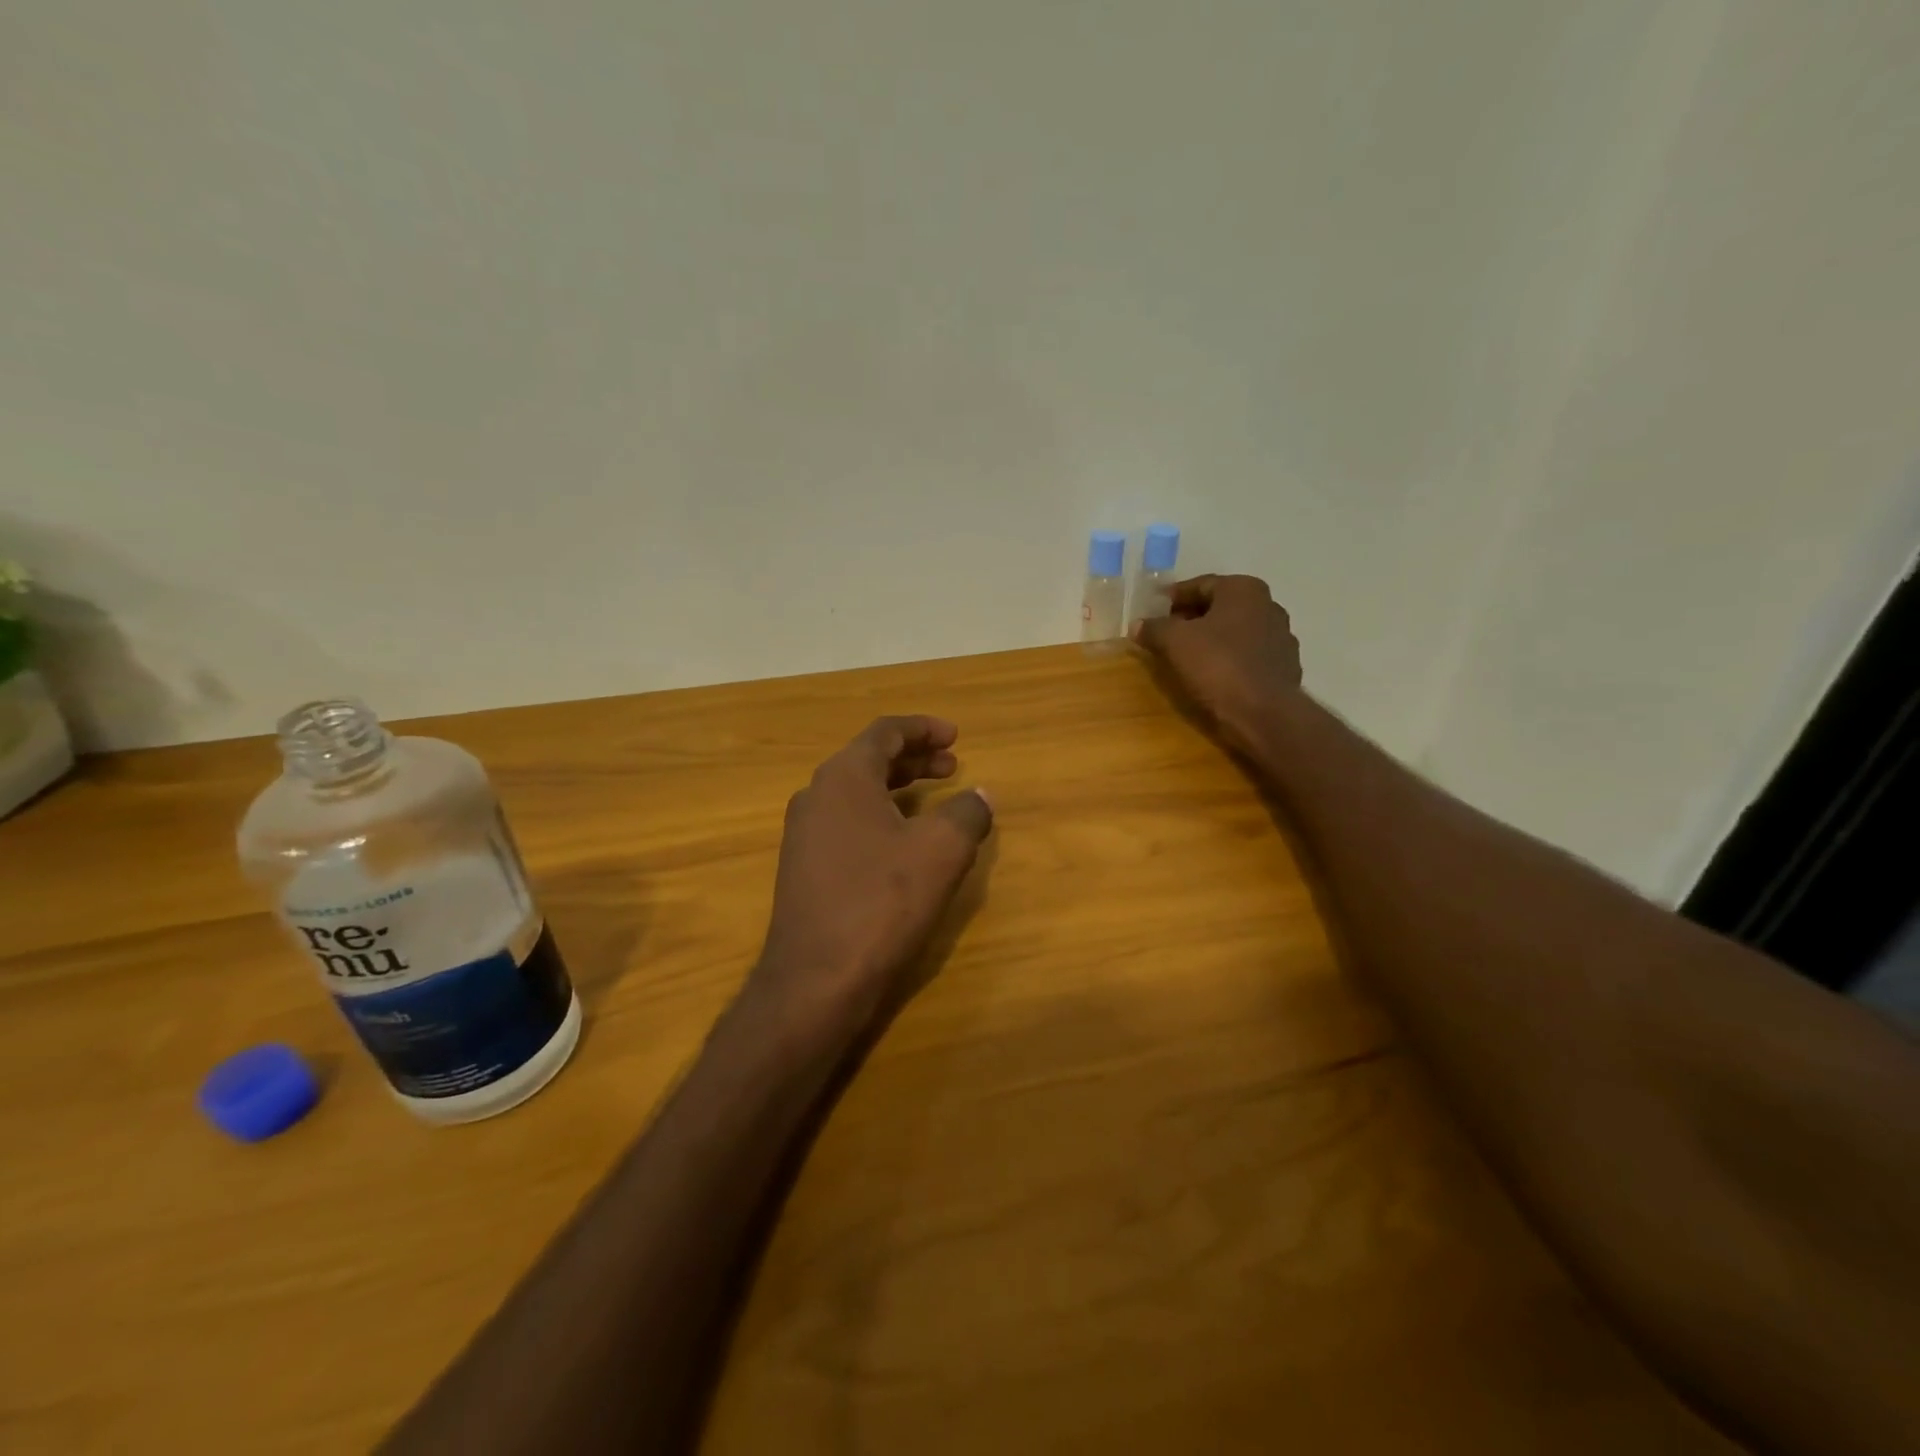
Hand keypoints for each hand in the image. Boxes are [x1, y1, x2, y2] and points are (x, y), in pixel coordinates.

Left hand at [751, 716, 993, 1029]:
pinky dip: (881, 818)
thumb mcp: (941, 851)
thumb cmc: (882, 901)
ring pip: (857, 794)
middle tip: (953, 766)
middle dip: (915, 759)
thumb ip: (967, 813)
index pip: (885, 733)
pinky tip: (904, 844)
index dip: (923, 729)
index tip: (956, 735)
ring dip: (898, 789)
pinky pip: (847, 824)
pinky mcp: (803, 869)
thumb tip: (980, 795)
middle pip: (869, 760)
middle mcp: (816, 795)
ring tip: (935, 800)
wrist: (816, 979)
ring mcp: (804, 834)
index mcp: (844, 777)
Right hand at [1133, 574, 1303, 752]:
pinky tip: (1211, 674)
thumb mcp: (1174, 642)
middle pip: (1219, 607)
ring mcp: (1281, 637)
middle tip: (1165, 633)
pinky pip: (1247, 655)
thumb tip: (1137, 624)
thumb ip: (1154, 628)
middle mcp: (1268, 605)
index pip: (1200, 585)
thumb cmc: (1218, 665)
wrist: (1264, 713)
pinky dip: (1227, 658)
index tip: (1153, 611)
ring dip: (1210, 639)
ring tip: (1185, 656)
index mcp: (1244, 590)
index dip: (1173, 597)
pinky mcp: (1284, 667)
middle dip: (1191, 618)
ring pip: (1234, 631)